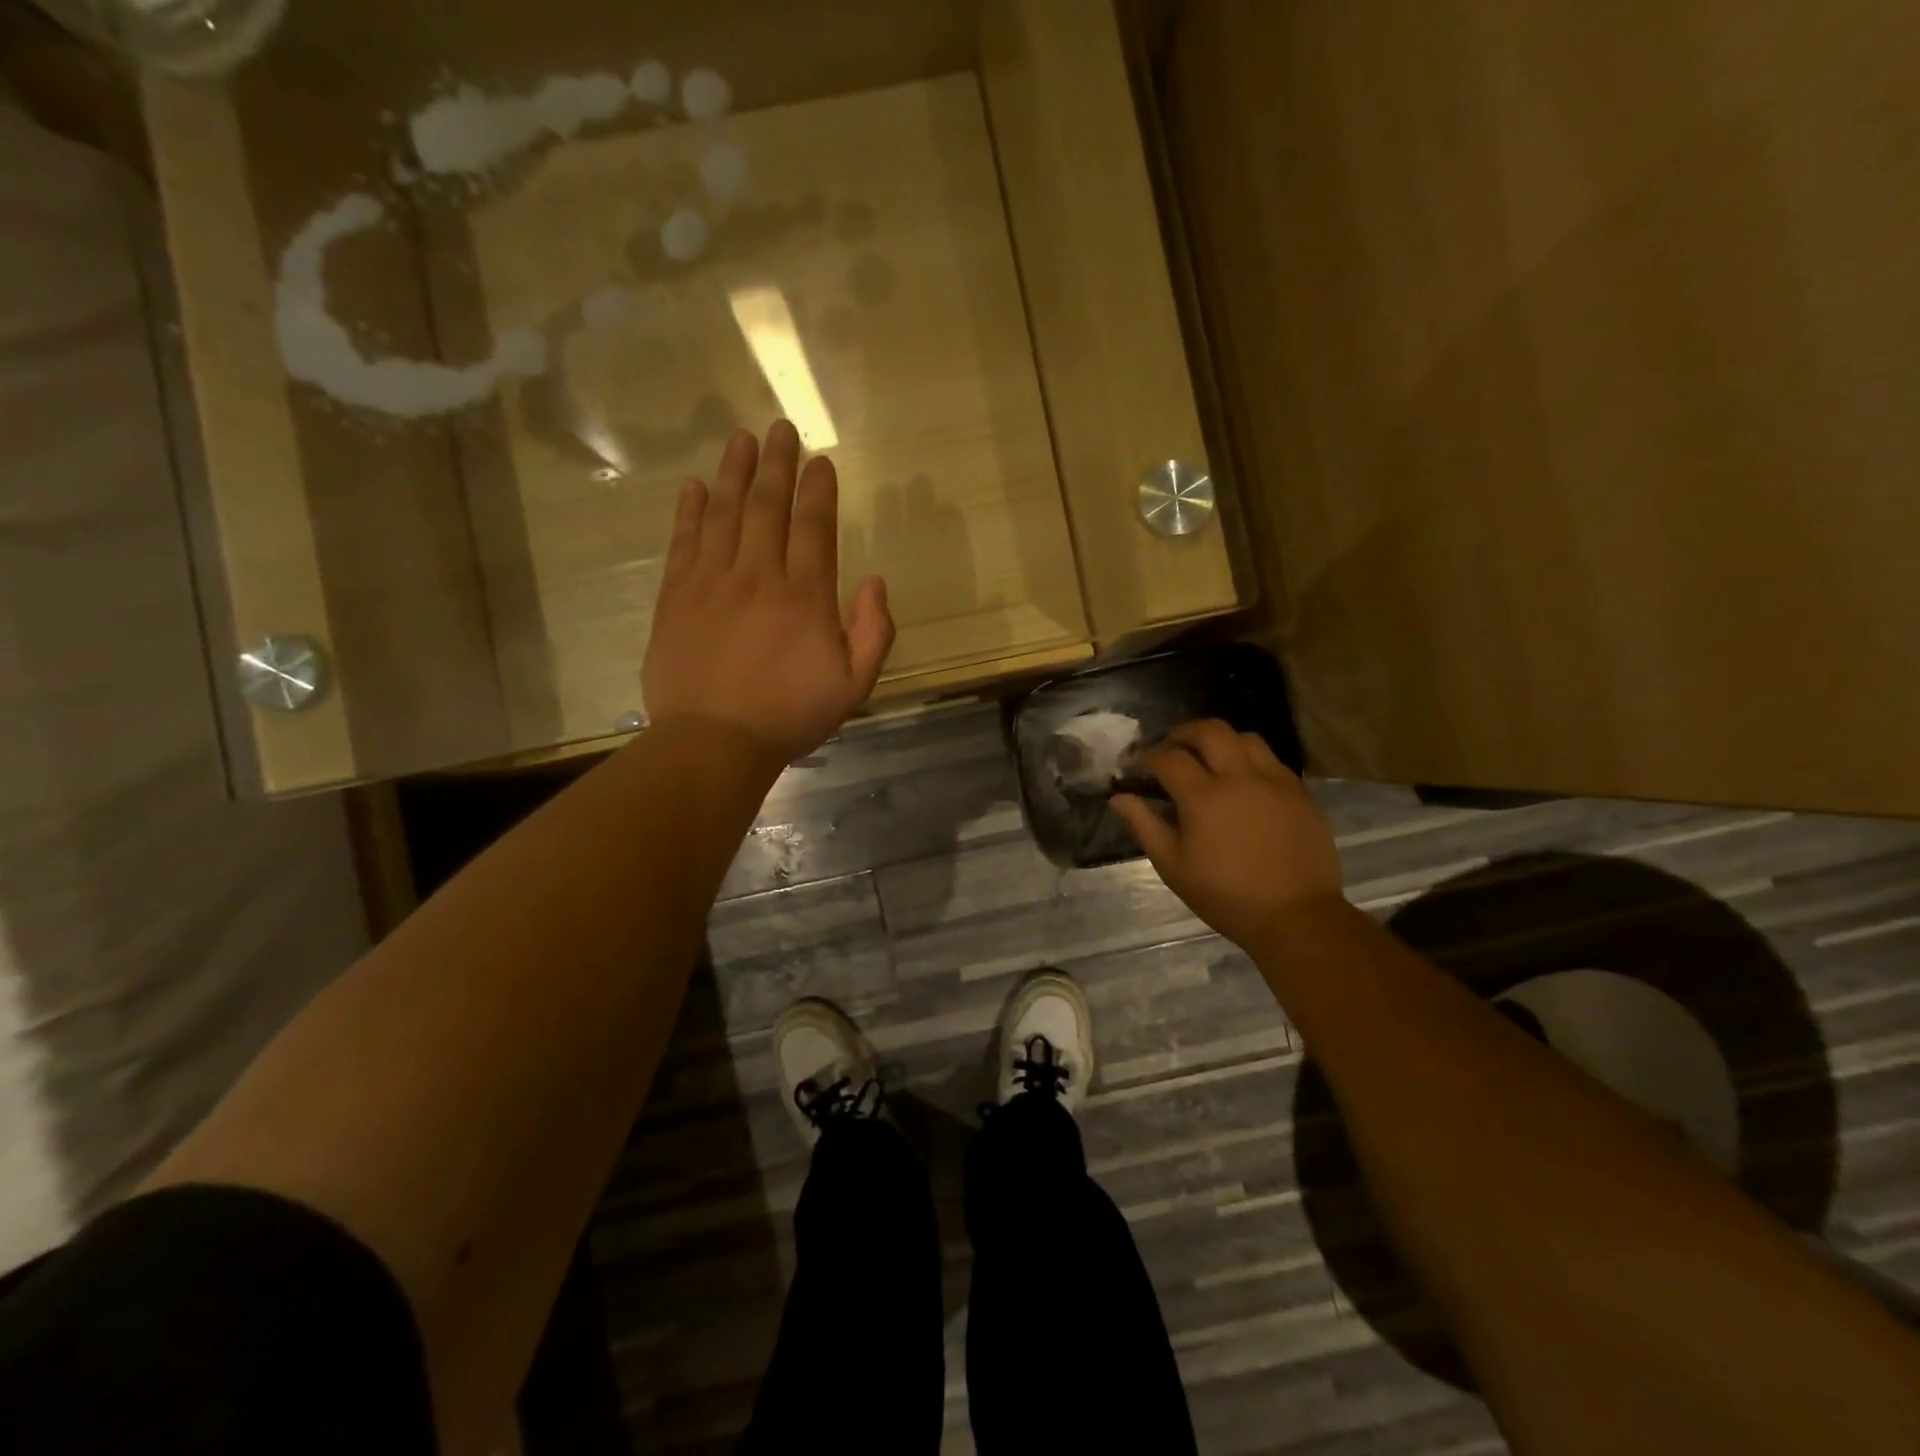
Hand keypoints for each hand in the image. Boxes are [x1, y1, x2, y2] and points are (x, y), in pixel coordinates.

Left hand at [642, 421, 894, 773]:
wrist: (714, 742)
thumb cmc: (790, 716)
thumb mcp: (855, 685)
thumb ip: (874, 632)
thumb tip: (875, 581)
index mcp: (805, 596)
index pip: (813, 527)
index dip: (817, 490)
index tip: (820, 460)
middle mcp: (758, 576)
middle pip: (768, 506)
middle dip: (776, 464)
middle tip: (780, 428)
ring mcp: (712, 582)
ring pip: (725, 513)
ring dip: (734, 473)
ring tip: (741, 439)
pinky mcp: (677, 597)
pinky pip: (684, 542)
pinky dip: (690, 511)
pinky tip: (696, 487)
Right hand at [1111, 720, 1343, 948]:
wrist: (1296, 917)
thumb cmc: (1226, 896)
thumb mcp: (1174, 867)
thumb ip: (1144, 826)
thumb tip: (1118, 798)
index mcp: (1204, 796)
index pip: (1169, 757)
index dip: (1147, 757)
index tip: (1137, 767)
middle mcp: (1241, 777)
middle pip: (1210, 730)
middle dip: (1183, 733)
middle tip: (1170, 749)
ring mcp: (1275, 782)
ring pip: (1245, 737)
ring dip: (1220, 741)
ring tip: (1209, 759)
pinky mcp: (1300, 793)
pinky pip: (1271, 760)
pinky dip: (1249, 760)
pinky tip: (1242, 782)